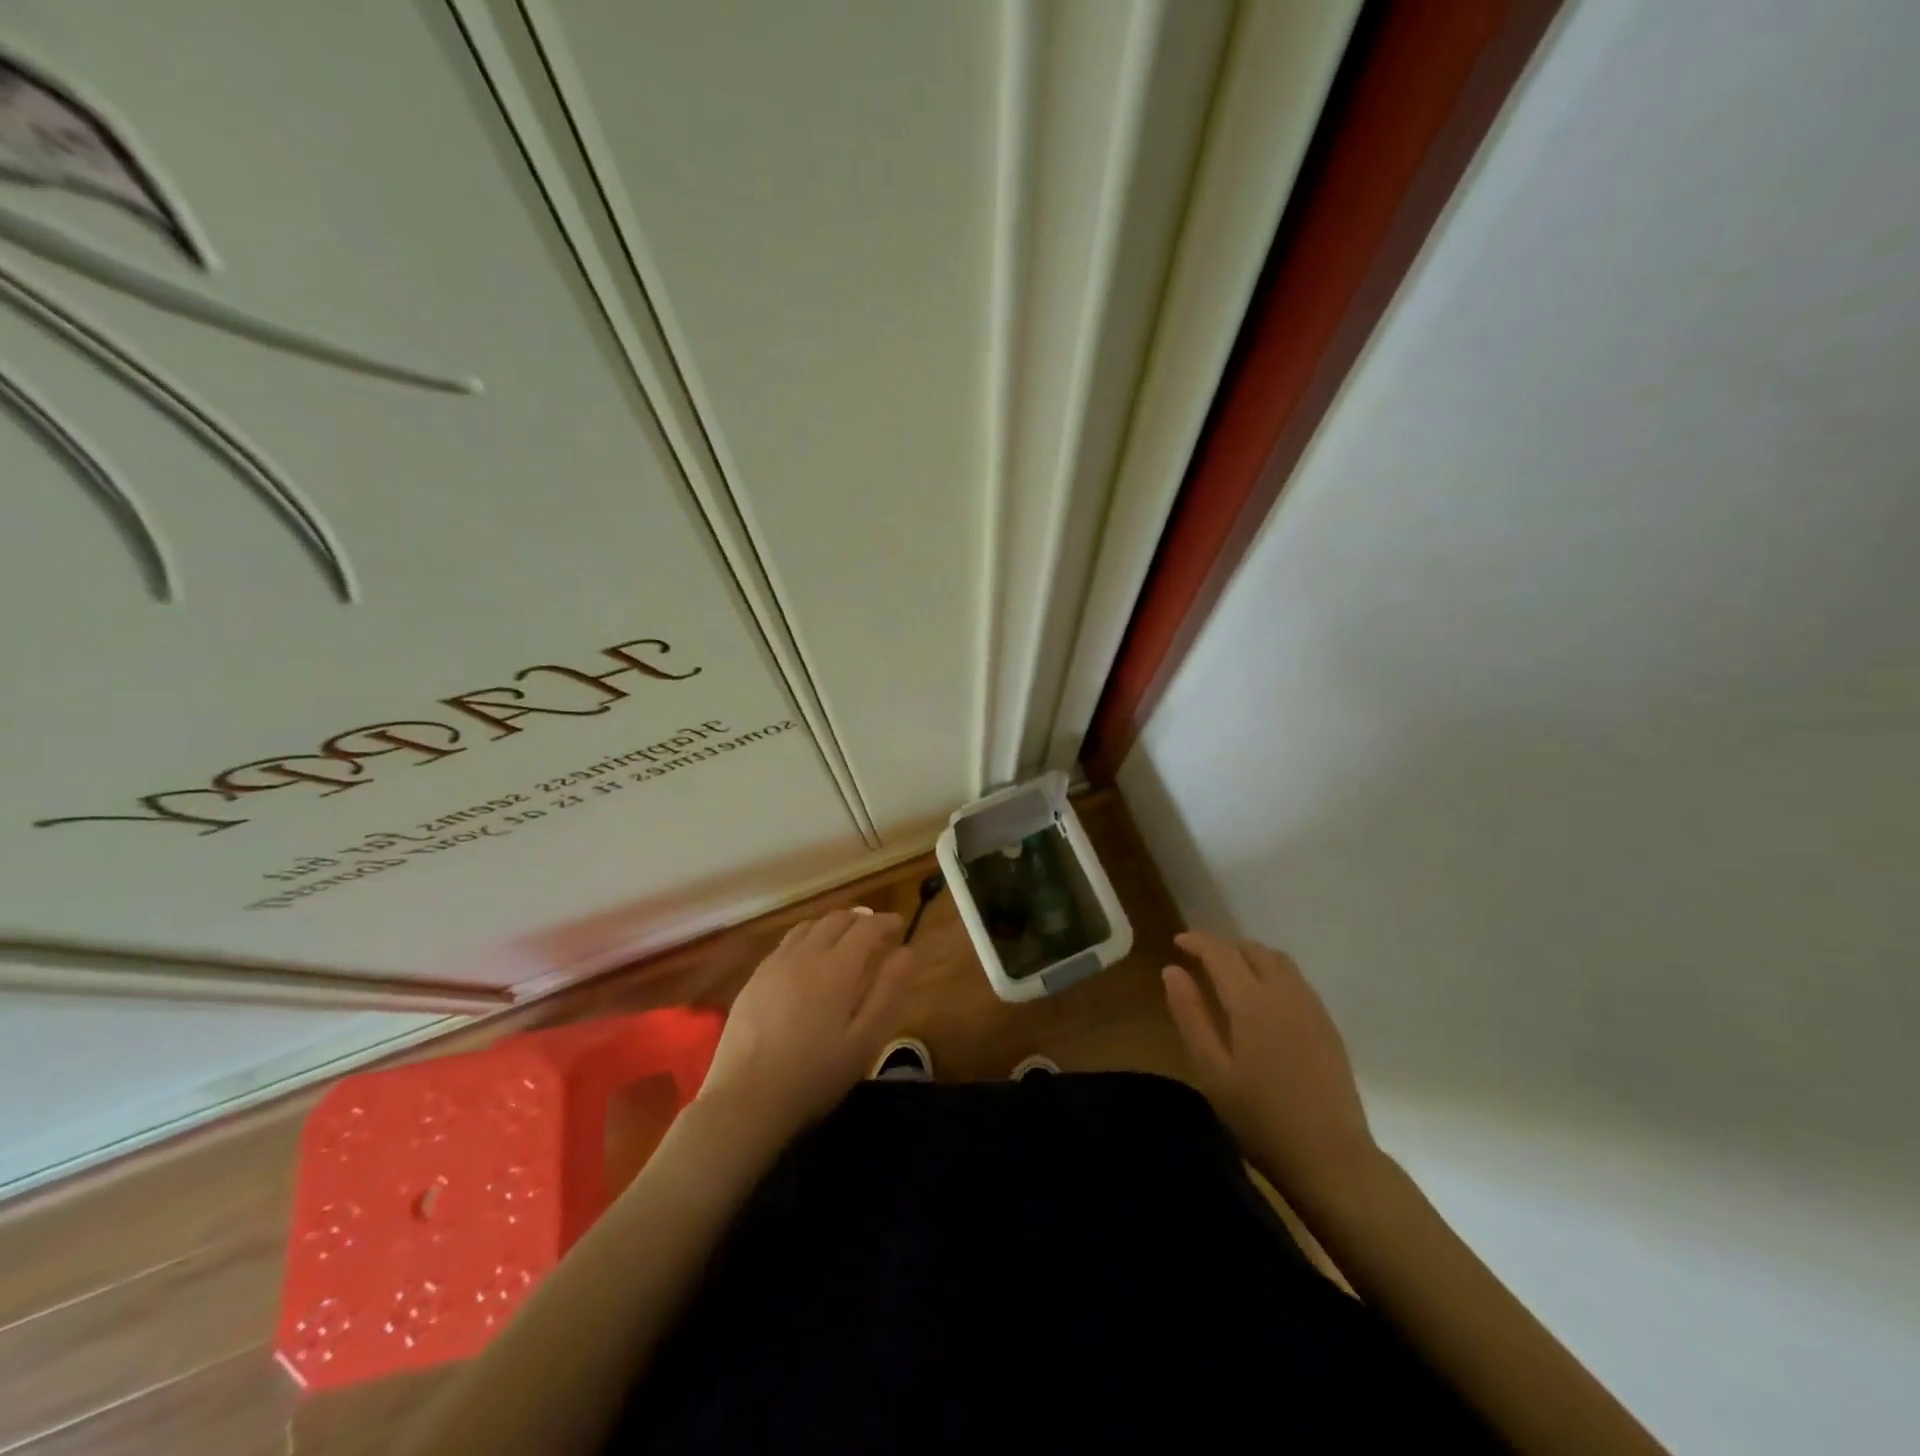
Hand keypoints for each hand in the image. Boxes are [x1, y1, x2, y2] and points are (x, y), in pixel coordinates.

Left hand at [699, 909, 914, 1141]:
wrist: (746, 1098)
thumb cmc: (814, 1074)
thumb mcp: (864, 1040)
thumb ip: (887, 991)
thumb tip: (906, 952)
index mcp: (836, 967)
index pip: (866, 927)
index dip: (886, 922)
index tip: (899, 924)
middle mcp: (805, 954)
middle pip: (836, 919)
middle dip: (860, 919)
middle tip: (876, 931)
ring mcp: (775, 964)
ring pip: (809, 926)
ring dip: (832, 925)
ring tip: (844, 939)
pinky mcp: (755, 978)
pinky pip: (787, 943)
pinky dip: (807, 938)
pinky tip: (808, 959)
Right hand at [1163, 930, 1378, 1197]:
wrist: (1331, 1157)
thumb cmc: (1260, 1117)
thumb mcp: (1211, 1070)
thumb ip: (1190, 1015)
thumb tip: (1172, 970)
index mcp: (1252, 1001)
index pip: (1221, 952)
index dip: (1197, 941)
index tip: (1177, 942)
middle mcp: (1284, 993)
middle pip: (1252, 950)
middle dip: (1223, 945)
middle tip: (1199, 956)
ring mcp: (1311, 1008)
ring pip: (1278, 961)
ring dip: (1250, 955)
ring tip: (1229, 971)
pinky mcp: (1327, 1025)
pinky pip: (1296, 980)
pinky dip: (1271, 972)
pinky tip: (1262, 997)